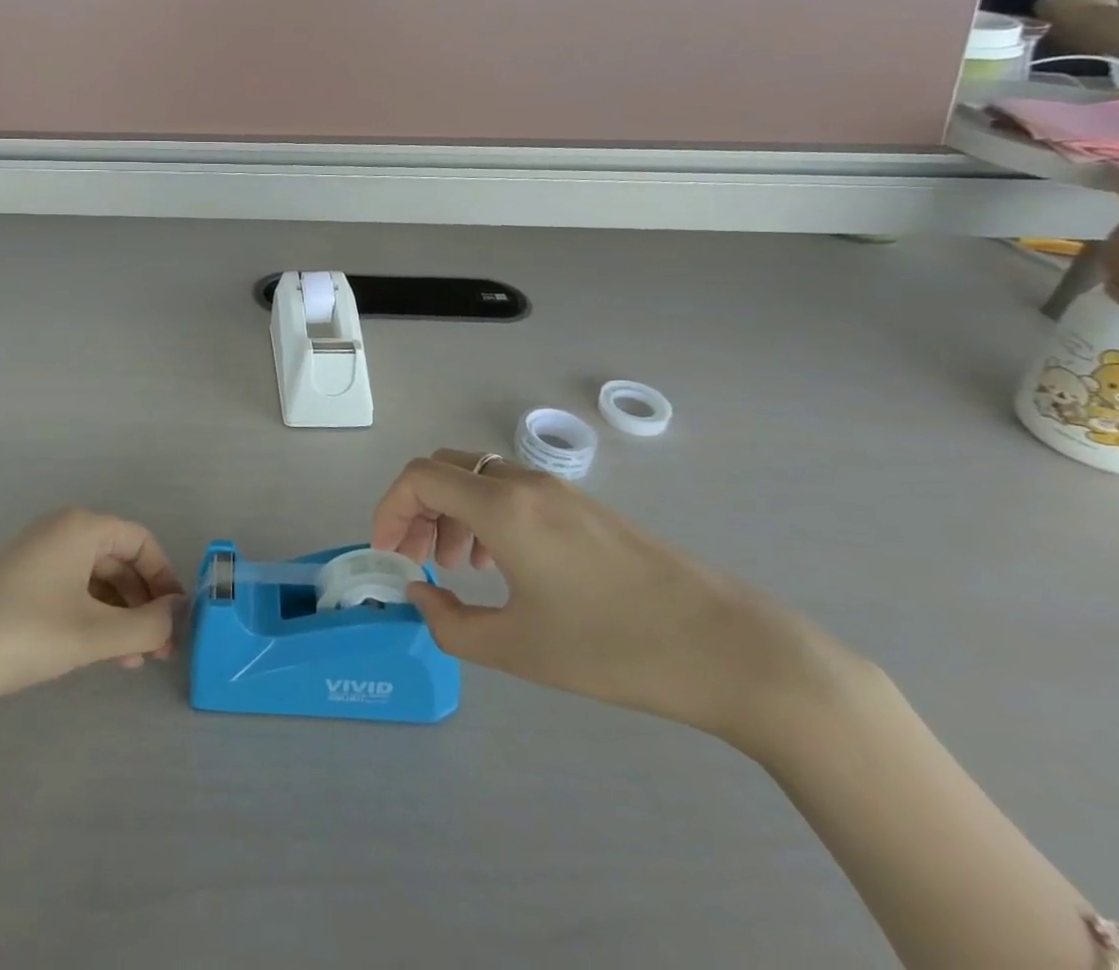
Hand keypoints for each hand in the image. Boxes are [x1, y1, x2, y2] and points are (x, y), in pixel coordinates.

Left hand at [0, 509, 184, 716]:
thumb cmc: (21, 634)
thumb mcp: (92, 634)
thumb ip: (145, 625)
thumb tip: (176, 615)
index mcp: (80, 527)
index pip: (141, 541)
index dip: (165, 578)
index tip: (177, 620)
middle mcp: (60, 531)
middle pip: (119, 560)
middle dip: (143, 604)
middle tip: (158, 651)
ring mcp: (36, 556)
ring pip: (95, 580)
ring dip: (119, 617)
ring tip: (131, 662)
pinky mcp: (18, 583)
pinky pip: (70, 591)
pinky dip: (91, 618)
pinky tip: (98, 654)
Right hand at [372, 451, 852, 749]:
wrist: (731, 650)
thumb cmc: (614, 648)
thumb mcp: (518, 649)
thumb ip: (450, 623)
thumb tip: (420, 594)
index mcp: (501, 506)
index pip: (419, 477)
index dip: (389, 509)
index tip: (387, 554)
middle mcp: (525, 483)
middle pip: (445, 469)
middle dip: (417, 509)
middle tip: (415, 560)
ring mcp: (559, 491)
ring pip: (479, 478)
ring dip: (451, 513)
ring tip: (456, 567)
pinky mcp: (585, 508)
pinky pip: (512, 493)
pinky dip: (486, 516)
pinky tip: (502, 566)